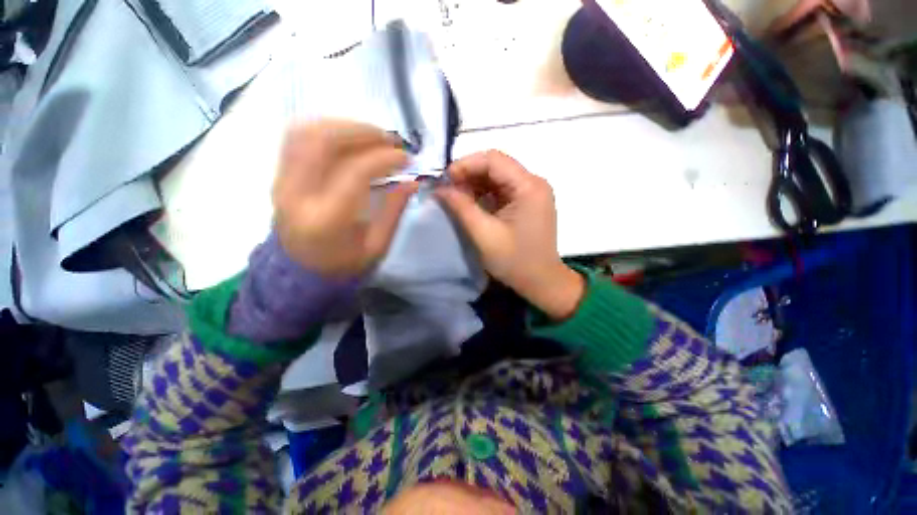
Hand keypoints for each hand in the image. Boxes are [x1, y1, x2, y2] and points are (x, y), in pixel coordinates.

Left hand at [272, 120, 417, 276]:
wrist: (301, 271)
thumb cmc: (344, 264)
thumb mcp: (377, 245)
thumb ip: (394, 210)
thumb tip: (412, 180)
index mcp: (327, 220)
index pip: (355, 172)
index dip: (384, 158)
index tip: (406, 157)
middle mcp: (298, 195)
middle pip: (323, 142)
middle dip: (362, 132)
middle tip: (389, 139)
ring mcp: (282, 181)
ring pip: (306, 132)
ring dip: (343, 126)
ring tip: (371, 135)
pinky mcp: (279, 175)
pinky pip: (297, 138)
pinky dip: (325, 129)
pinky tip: (347, 137)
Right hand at [436, 151, 583, 319]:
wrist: (541, 282)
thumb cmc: (514, 261)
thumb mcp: (483, 234)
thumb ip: (461, 207)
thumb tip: (440, 188)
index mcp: (528, 187)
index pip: (493, 159)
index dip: (465, 165)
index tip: (444, 180)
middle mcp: (534, 183)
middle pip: (496, 166)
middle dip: (469, 175)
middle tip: (447, 189)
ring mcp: (532, 193)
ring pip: (498, 177)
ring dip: (475, 185)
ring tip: (456, 198)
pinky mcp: (528, 203)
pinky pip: (502, 190)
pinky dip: (484, 194)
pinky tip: (471, 203)